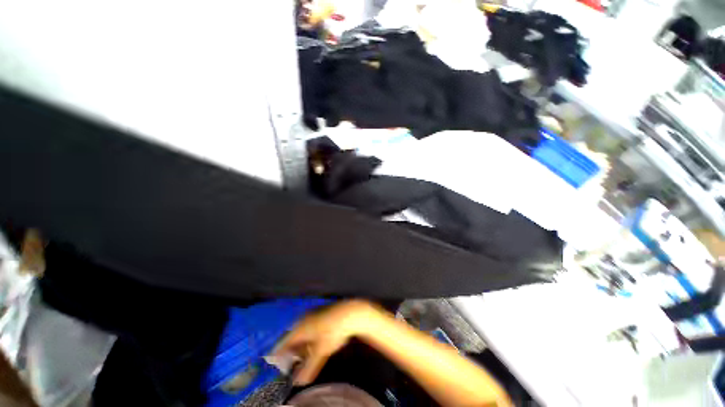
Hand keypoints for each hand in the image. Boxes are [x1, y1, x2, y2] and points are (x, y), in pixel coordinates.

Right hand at [272, 300, 377, 385]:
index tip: (274, 365)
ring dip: (300, 345)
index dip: (278, 354)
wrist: (349, 312)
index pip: (283, 342)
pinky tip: (313, 345)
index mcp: (299, 327)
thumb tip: (298, 383)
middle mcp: (303, 319)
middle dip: (290, 351)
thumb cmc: (332, 332)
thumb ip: (309, 368)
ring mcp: (312, 314)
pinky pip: (309, 327)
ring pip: (301, 332)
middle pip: (291, 337)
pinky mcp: (320, 313)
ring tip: (301, 357)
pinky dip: (308, 338)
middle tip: (289, 364)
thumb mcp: (321, 352)